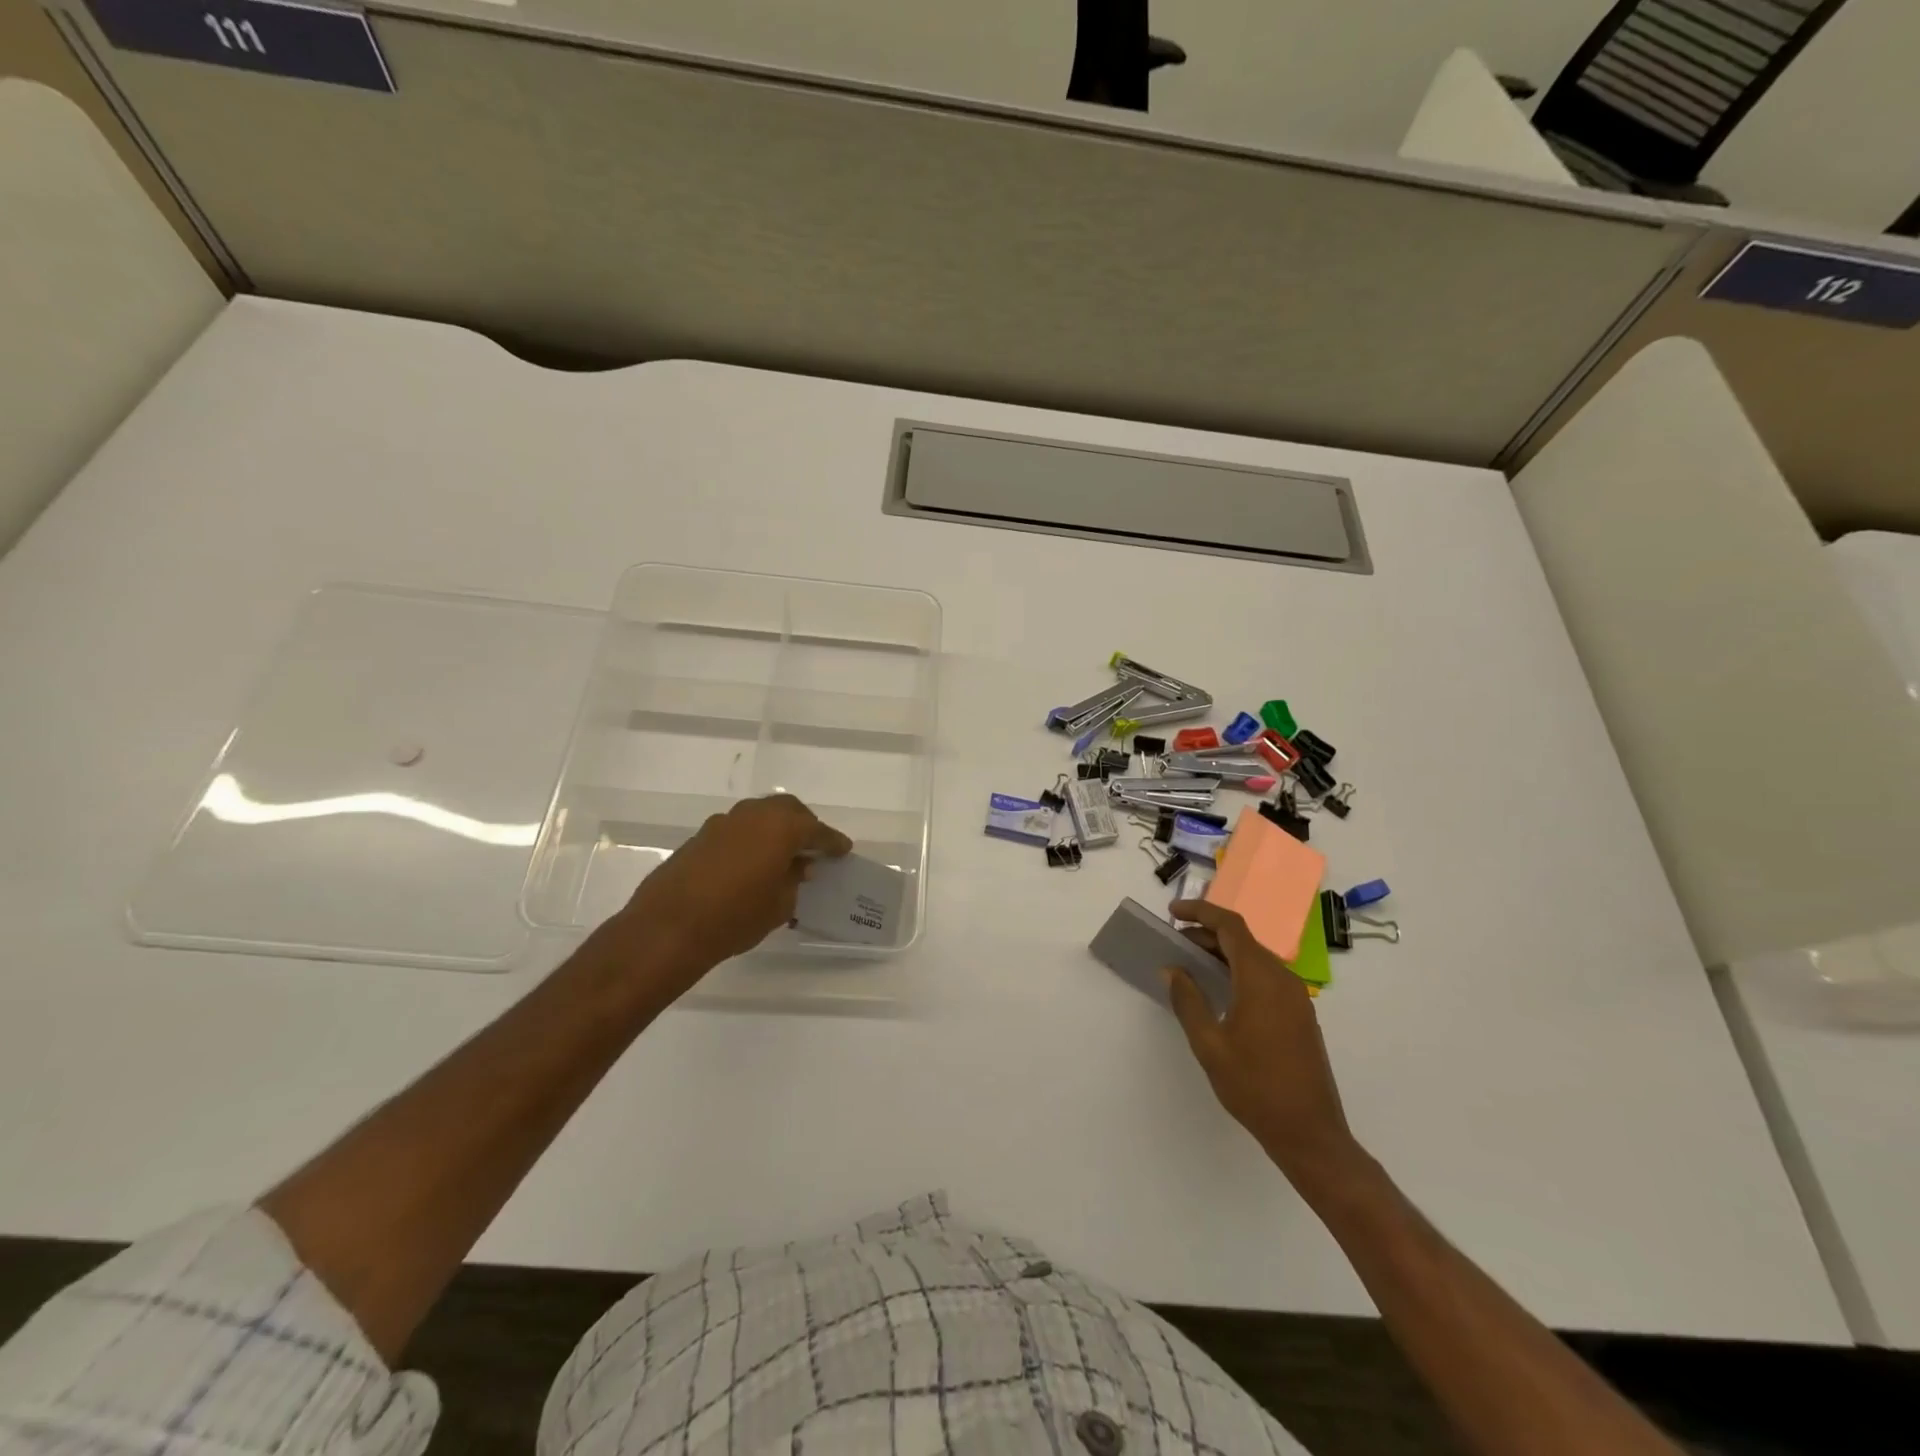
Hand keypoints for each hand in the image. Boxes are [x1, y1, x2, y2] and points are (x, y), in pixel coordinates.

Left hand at [598, 794, 851, 999]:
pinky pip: (737, 830)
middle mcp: (753, 815)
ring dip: (774, 830)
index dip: (832, 842)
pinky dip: (751, 839)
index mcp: (781, 827)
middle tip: (814, 847)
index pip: (816, 830)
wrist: (668, 927)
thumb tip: (798, 867)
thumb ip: (794, 880)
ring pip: (759, 816)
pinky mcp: (700, 836)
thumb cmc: (735, 917)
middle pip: (787, 810)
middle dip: (804, 825)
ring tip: (782, 855)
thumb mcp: (779, 905)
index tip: (843, 850)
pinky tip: (751, 863)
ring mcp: (723, 823)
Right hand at [1165, 898, 1364, 1194]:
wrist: (1310, 1132)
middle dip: (1206, 934)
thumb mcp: (1209, 1044)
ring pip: (1254, 958)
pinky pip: (1265, 976)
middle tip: (1174, 943)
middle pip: (1242, 940)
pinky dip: (1239, 971)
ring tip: (1191, 965)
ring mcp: (1295, 996)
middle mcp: (1282, 978)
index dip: (1200, 912)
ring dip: (1223, 953)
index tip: (1172, 913)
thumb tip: (1173, 970)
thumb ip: (1188, 1001)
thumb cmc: (1254, 1086)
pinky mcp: (1299, 1014)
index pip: (1230, 926)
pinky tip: (1220, 990)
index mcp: (1260, 978)